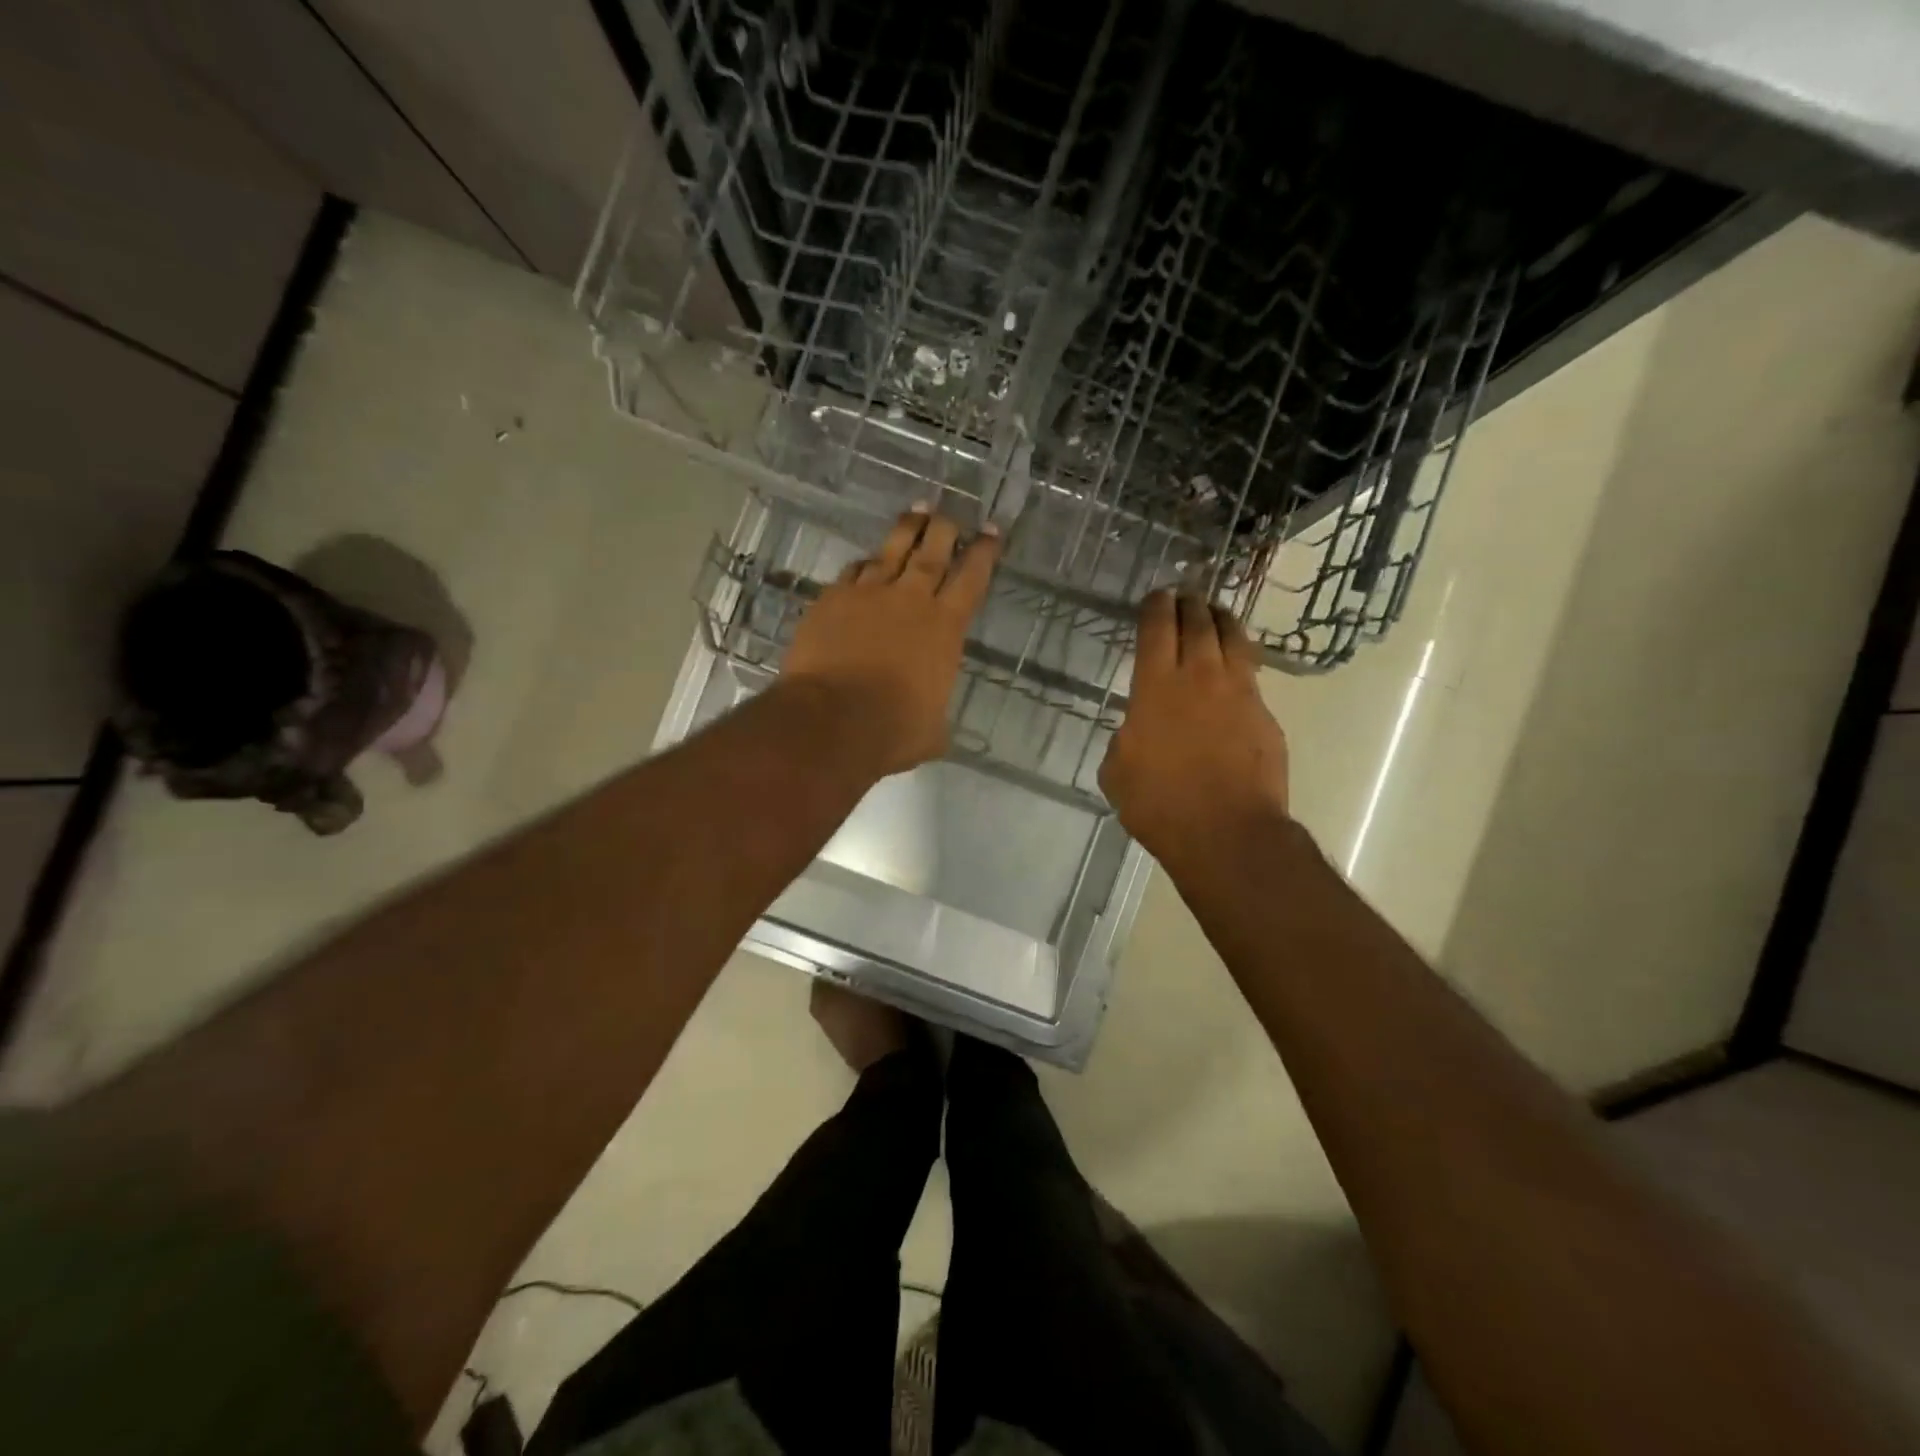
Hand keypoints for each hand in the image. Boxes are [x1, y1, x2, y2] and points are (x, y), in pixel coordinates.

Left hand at [781, 505, 1000, 776]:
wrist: (832, 720)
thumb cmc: (892, 730)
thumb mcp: (930, 732)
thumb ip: (935, 718)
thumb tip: (934, 728)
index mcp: (945, 628)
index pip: (972, 578)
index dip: (983, 552)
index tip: (990, 530)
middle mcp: (910, 600)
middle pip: (932, 551)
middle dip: (945, 529)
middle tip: (949, 514)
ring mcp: (868, 594)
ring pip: (892, 550)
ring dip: (907, 529)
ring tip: (916, 512)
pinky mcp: (831, 600)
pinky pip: (853, 571)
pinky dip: (864, 564)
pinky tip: (865, 561)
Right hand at [1100, 591, 1289, 865]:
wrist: (1226, 832)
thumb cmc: (1159, 804)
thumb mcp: (1117, 771)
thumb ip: (1126, 738)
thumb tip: (1138, 731)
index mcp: (1156, 687)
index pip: (1158, 629)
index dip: (1156, 607)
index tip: (1157, 596)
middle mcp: (1200, 677)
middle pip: (1199, 624)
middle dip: (1190, 604)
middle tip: (1185, 596)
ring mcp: (1240, 694)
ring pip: (1234, 640)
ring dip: (1222, 621)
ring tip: (1216, 614)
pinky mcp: (1265, 716)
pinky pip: (1251, 676)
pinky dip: (1240, 663)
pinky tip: (1235, 670)